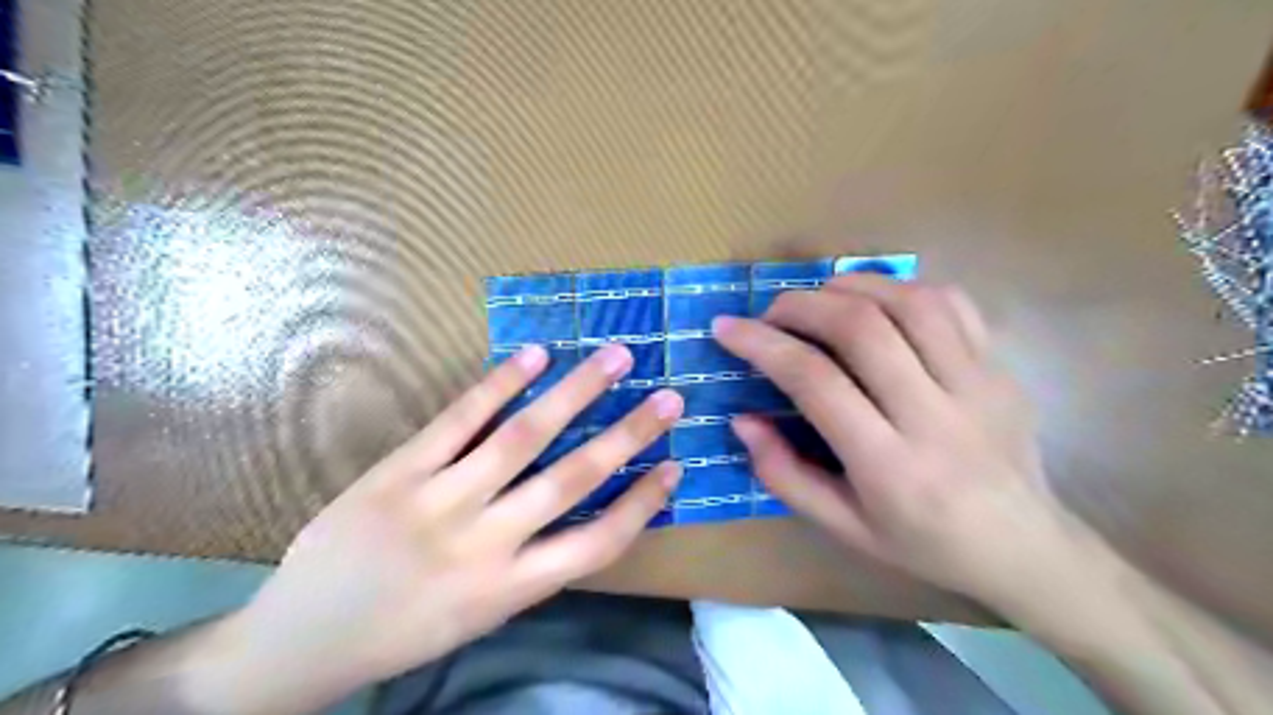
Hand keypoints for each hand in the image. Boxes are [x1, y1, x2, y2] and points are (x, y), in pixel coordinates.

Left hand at [228, 343, 684, 702]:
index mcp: (510, 588)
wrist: (301, 640)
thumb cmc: (404, 631)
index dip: (642, 503)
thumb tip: (576, 511)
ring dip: (575, 393)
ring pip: (523, 438)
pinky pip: (459, 420)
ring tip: (614, 358)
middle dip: (628, 434)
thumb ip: (530, 565)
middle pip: (572, 479)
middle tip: (669, 398)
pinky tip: (535, 356)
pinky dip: (500, 384)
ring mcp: (439, 502)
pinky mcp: (399, 472)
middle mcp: (485, 543)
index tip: (674, 466)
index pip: (598, 544)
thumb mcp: (481, 616)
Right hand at [712, 276, 1076, 610]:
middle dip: (800, 305)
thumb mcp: (842, 527)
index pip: (815, 382)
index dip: (762, 344)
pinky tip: (877, 301)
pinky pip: (952, 303)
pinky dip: (903, 288)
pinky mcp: (1000, 367)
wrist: (1024, 548)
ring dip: (851, 287)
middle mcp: (934, 416)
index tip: (727, 328)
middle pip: (861, 328)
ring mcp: (977, 385)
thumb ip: (784, 474)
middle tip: (771, 312)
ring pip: (909, 302)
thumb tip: (743, 419)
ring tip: (819, 299)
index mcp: (889, 467)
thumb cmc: (923, 544)